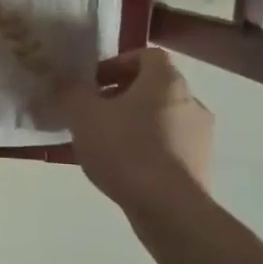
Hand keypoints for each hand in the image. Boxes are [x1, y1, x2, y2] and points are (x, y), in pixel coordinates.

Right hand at [46, 48, 212, 208]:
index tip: (92, 83)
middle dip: (120, 97)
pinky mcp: (200, 167)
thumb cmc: (125, 148)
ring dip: (132, 125)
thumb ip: (69, 94)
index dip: (116, 64)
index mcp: (166, 81)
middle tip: (92, 114)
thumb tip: (61, 85)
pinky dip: (145, 150)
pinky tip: (122, 168)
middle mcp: (190, 102)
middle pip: (152, 89)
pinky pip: (167, 148)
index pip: (146, 56)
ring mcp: (200, 137)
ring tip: (102, 145)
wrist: (169, 208)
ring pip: (159, 119)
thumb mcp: (83, 115)